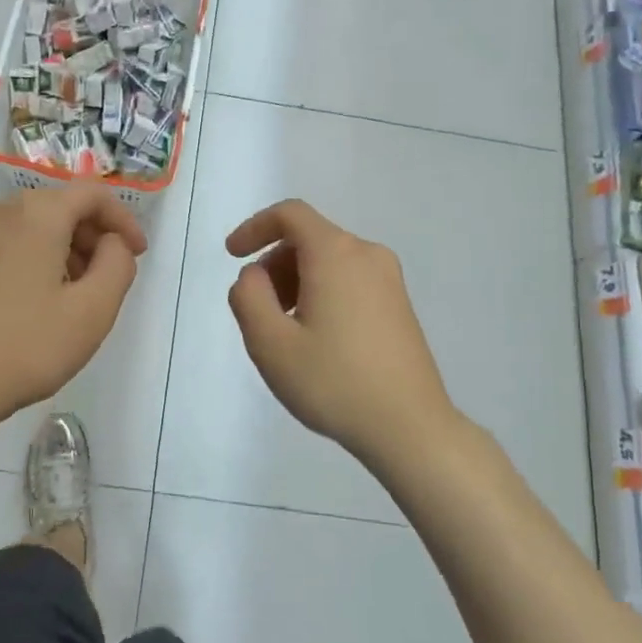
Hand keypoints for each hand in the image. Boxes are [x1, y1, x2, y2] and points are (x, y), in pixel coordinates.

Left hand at [0, 185, 146, 437]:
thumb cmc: (25, 347)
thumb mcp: (93, 310)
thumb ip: (118, 264)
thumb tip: (112, 243)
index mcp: (34, 213)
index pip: (92, 194)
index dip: (123, 220)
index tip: (138, 254)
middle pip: (60, 207)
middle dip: (93, 237)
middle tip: (110, 278)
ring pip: (33, 227)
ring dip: (65, 251)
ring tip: (78, 296)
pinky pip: (9, 244)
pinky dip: (35, 260)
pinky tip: (40, 303)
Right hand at [226, 200, 456, 469]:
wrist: (409, 427)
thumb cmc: (334, 382)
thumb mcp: (270, 343)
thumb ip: (248, 296)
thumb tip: (254, 275)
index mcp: (336, 254)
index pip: (290, 214)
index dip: (254, 227)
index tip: (232, 255)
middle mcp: (367, 255)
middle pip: (309, 238)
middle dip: (274, 264)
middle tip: (259, 310)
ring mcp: (390, 280)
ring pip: (329, 261)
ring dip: (296, 282)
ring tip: (286, 332)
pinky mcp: (399, 305)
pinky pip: (350, 280)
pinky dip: (322, 293)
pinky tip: (317, 340)